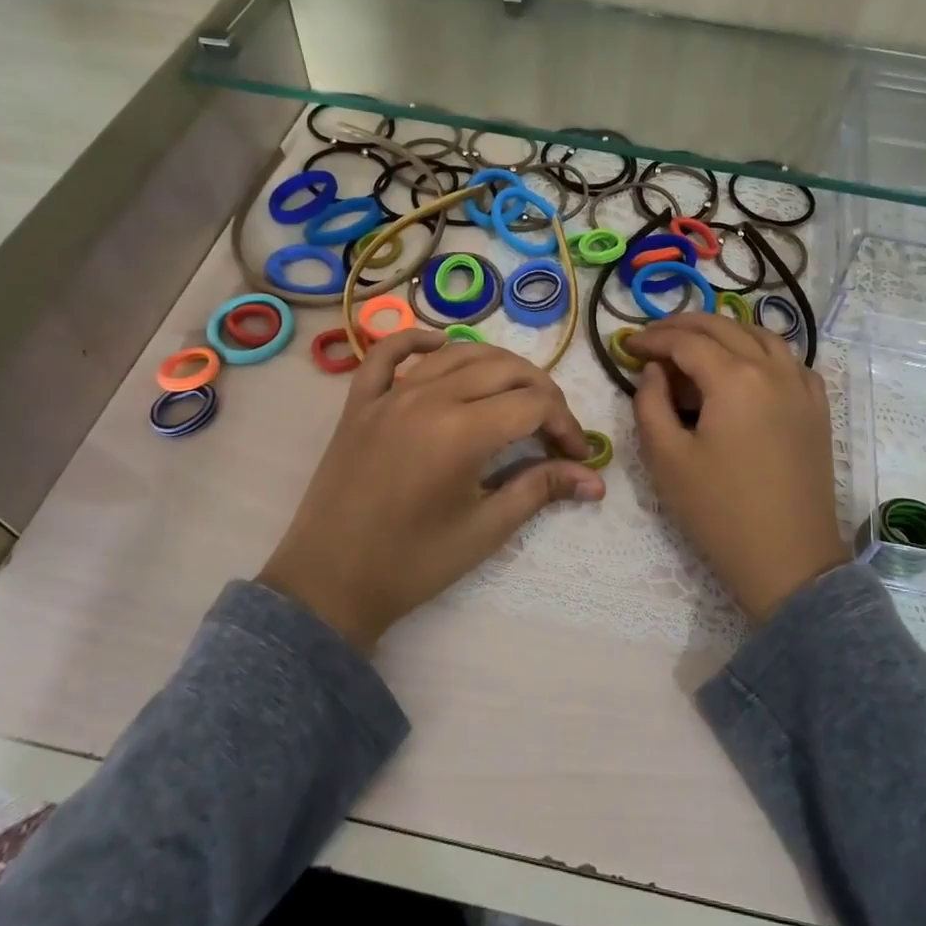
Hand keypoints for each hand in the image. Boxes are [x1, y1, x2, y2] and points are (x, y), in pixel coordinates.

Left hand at [260, 329, 604, 649]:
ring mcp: (389, 394)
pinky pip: (388, 353)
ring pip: (457, 353)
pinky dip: (417, 342)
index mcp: (462, 431)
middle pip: (504, 369)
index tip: (576, 456)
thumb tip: (596, 480)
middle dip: (541, 393)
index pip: (534, 404)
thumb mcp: (485, 529)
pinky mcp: (360, 402)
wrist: (329, 583)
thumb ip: (541, 489)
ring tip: (516, 395)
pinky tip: (439, 346)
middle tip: (553, 430)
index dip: (566, 425)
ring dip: (497, 366)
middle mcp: (428, 398)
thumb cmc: (412, 563)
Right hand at [625, 313, 848, 622]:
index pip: (686, 340)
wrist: (788, 559)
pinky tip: (745, 369)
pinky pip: (788, 360)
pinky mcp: (817, 407)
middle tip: (652, 339)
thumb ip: (650, 403)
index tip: (626, 346)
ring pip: (759, 335)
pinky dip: (759, 351)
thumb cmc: (719, 511)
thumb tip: (655, 371)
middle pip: (723, 327)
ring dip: (723, 332)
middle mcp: (773, 369)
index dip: (652, 338)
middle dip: (682, 326)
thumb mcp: (666, 458)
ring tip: (694, 347)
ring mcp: (802, 386)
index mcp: (735, 379)